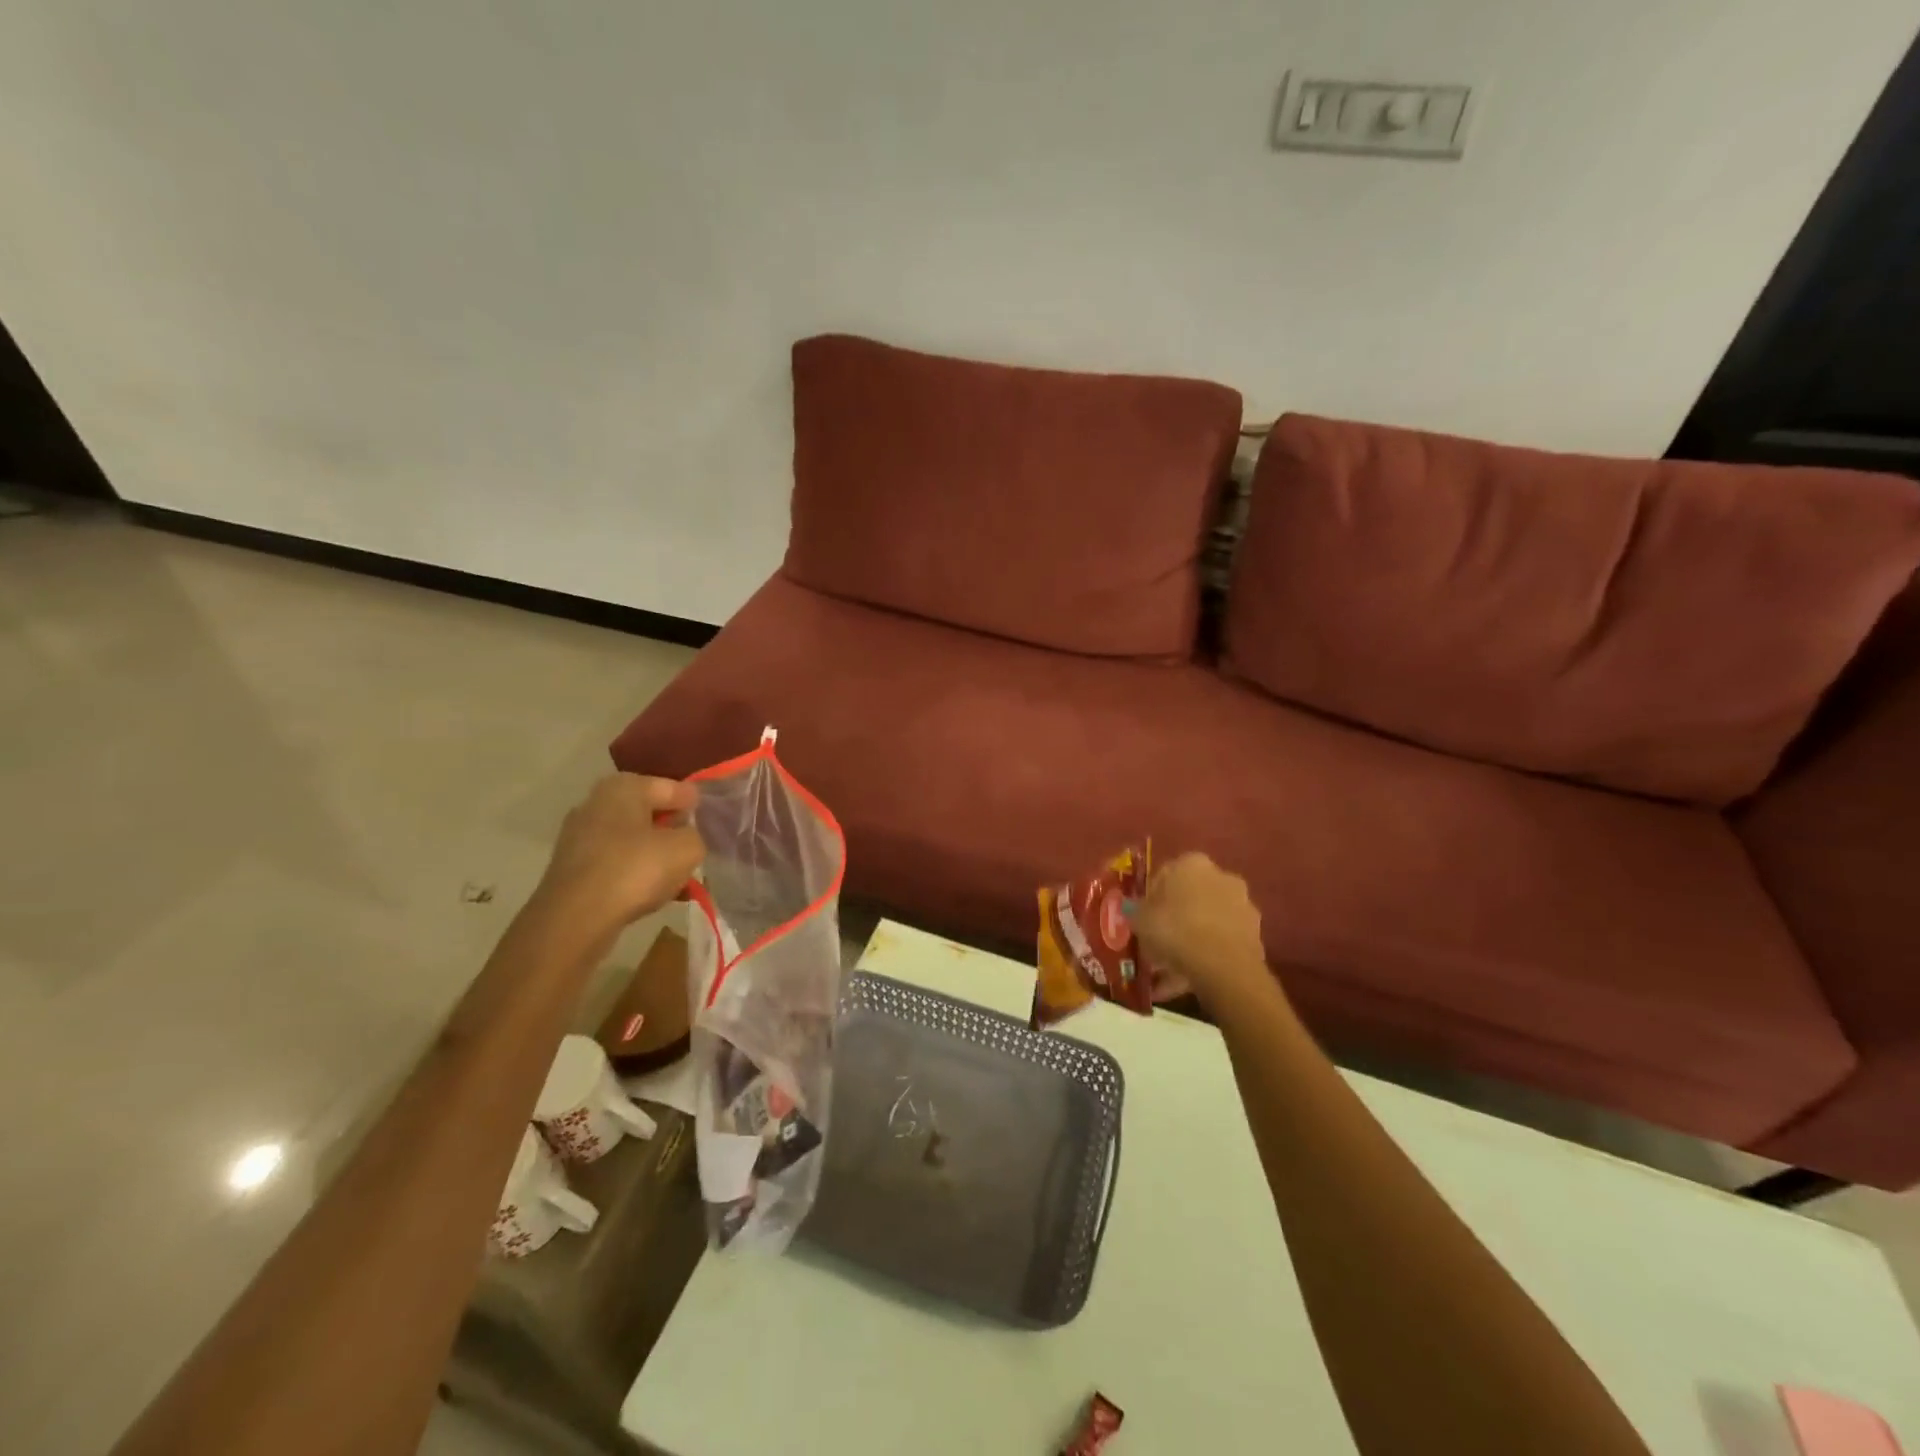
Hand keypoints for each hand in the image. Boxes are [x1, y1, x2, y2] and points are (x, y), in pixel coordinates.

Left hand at [536, 774, 705, 934]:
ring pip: (631, 839)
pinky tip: (650, 891)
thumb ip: (695, 835)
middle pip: (648, 812)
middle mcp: (596, 802)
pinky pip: (615, 862)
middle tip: (693, 847)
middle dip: (671, 829)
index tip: (711, 821)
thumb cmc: (635, 870)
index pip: (673, 788)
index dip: (695, 804)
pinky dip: (633, 872)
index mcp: (625, 787)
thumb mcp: (686, 849)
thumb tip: (685, 837)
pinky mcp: (571, 867)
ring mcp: (579, 835)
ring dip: (653, 853)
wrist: (575, 918)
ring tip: (676, 874)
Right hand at [1133, 854, 1268, 1006]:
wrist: (1223, 965)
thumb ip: (1134, 911)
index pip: (1165, 874)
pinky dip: (1206, 957)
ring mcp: (1242, 906)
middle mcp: (1222, 876)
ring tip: (1169, 970)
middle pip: (1190, 897)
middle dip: (1175, 918)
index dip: (1151, 898)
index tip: (1142, 918)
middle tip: (1156, 942)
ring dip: (1191, 940)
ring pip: (1207, 922)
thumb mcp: (1139, 919)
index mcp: (1192, 863)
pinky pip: (1221, 943)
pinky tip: (1187, 980)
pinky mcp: (1255, 935)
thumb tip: (1130, 907)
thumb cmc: (1174, 929)